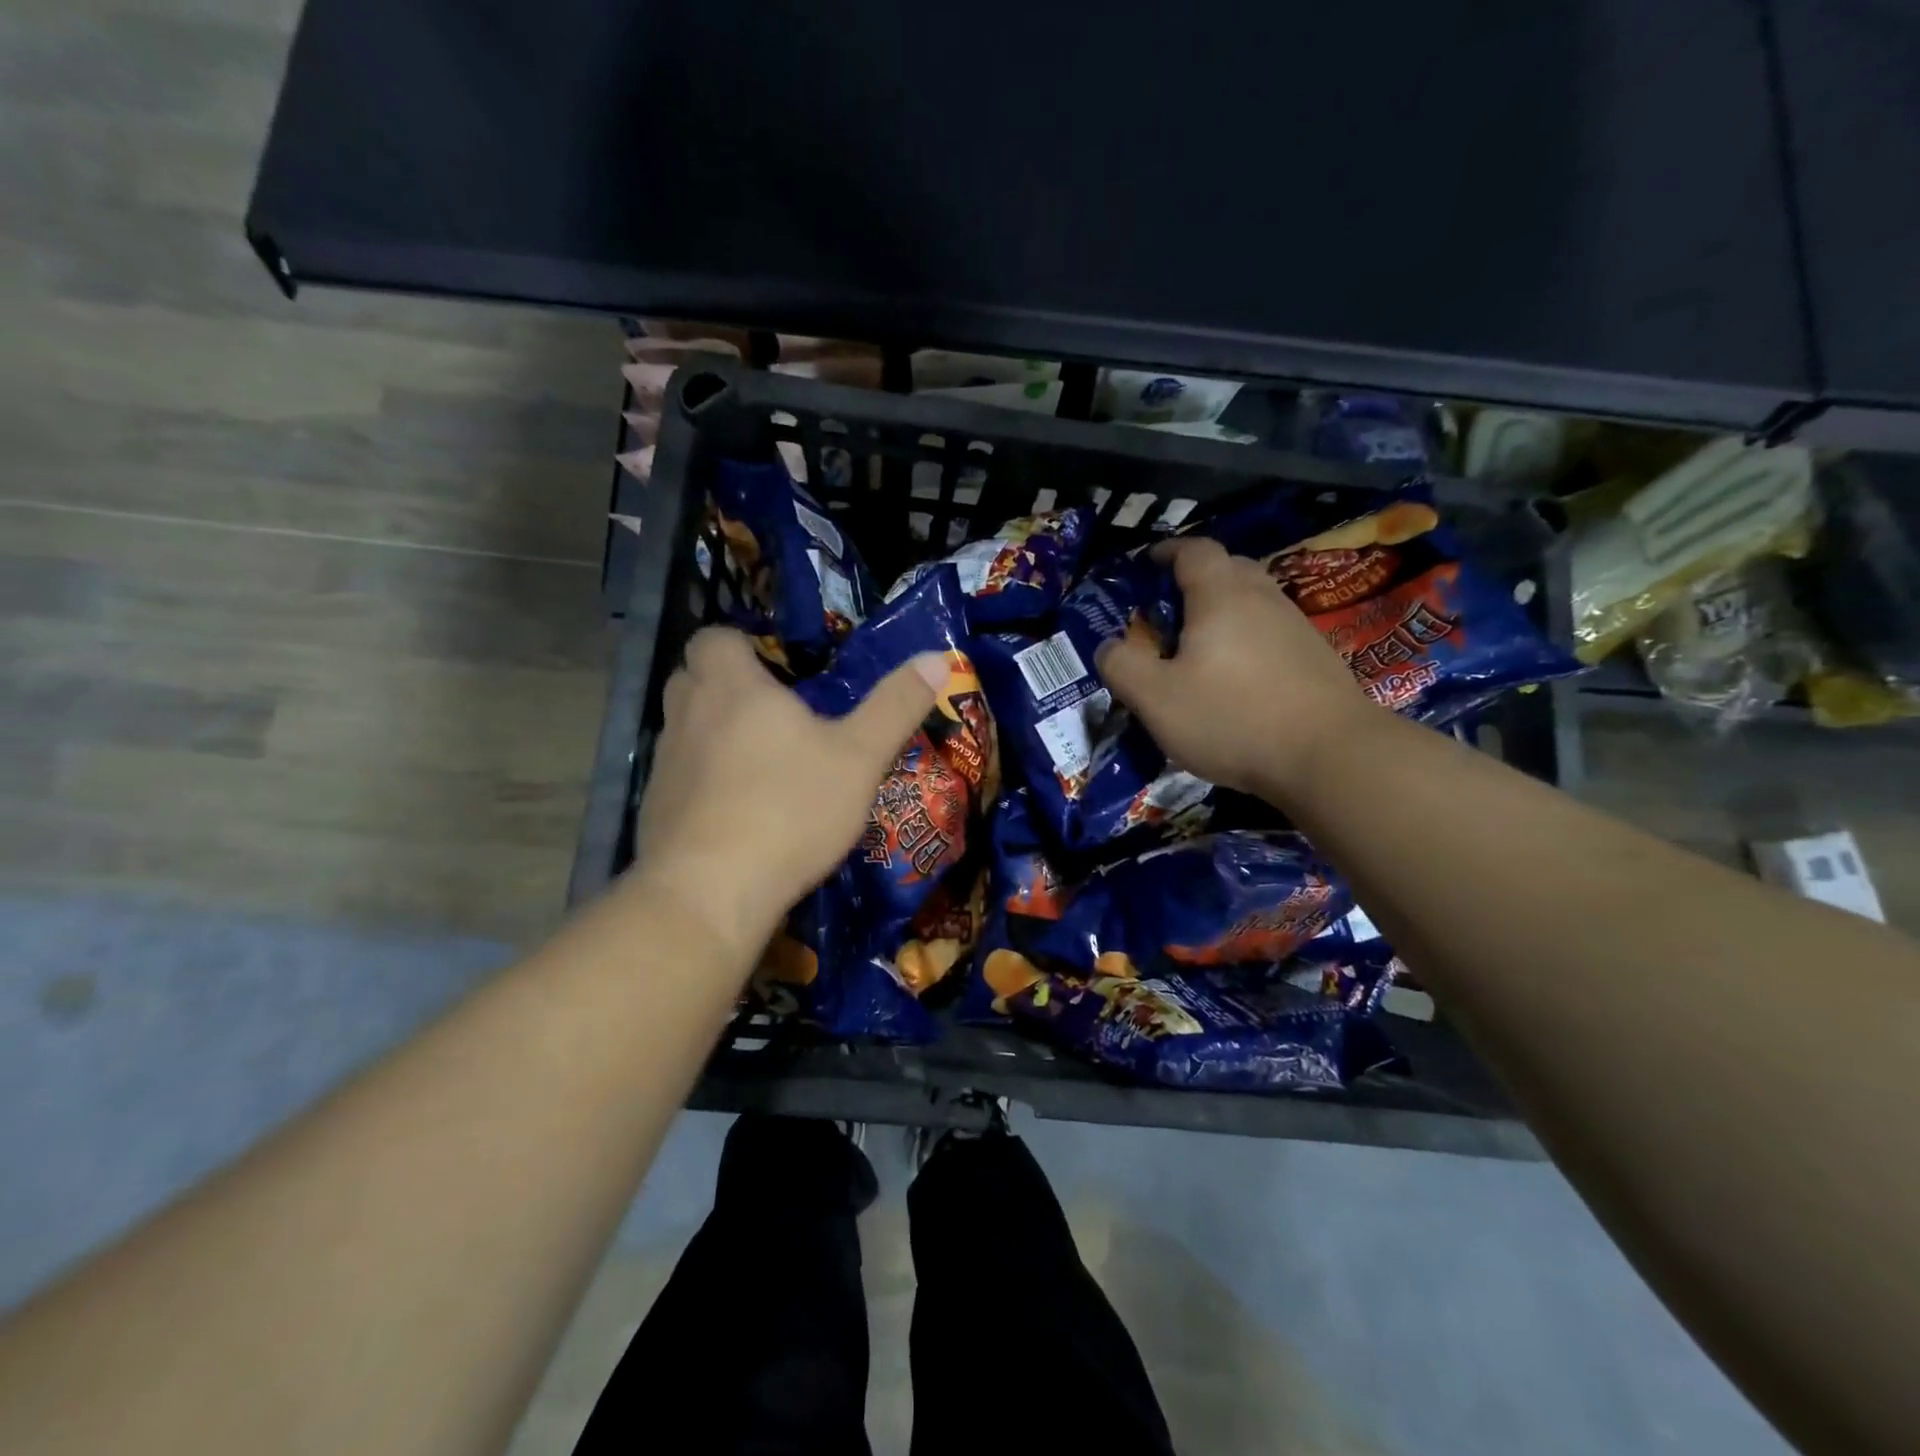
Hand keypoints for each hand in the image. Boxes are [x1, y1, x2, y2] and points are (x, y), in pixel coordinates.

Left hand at [629, 627, 945, 969]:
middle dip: (722, 682)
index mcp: (733, 688)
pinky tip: (735, 809)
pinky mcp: (654, 807)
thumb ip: (897, 706)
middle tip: (768, 708)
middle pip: (690, 677)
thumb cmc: (791, 809)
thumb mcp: (861, 758)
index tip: (774, 667)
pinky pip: (677, 774)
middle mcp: (688, 714)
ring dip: (710, 729)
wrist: (711, 892)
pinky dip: (701, 778)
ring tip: (757, 759)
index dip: (739, 644)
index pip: (714, 637)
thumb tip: (939, 657)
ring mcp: (665, 763)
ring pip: (682, 726)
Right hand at [1095, 537, 1377, 800]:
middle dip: (1196, 578)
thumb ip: (1122, 666)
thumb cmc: (1232, 718)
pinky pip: (1272, 631)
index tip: (1148, 562)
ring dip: (1224, 611)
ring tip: (1200, 645)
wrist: (1329, 756)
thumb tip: (1107, 646)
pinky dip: (1248, 638)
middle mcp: (1263, 598)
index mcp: (1221, 595)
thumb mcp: (1156, 698)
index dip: (1168, 550)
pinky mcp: (1316, 658)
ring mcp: (1296, 627)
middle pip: (1229, 568)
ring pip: (1253, 601)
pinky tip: (1237, 675)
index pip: (1194, 550)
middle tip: (1170, 608)